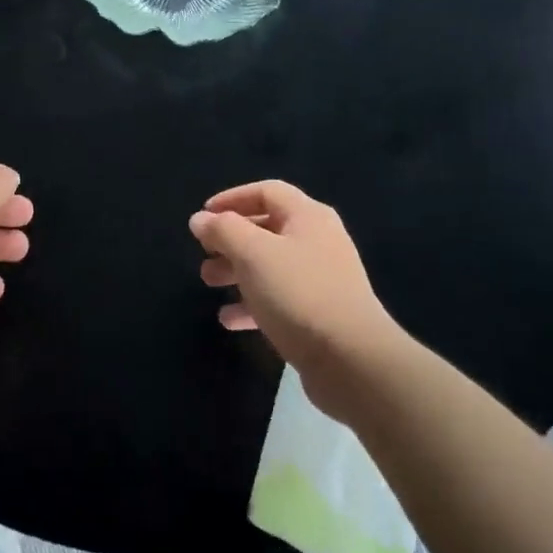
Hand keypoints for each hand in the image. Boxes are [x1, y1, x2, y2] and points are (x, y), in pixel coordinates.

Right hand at [190, 180, 407, 419]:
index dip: (232, 198)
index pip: (266, 191)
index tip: (202, 215)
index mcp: (308, 217)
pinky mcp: (319, 314)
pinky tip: (229, 319)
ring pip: (270, 265)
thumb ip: (223, 230)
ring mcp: (321, 279)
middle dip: (230, 239)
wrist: (352, 360)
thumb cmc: (298, 293)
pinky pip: (279, 299)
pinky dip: (252, 304)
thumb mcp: (253, 253)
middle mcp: (318, 241)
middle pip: (267, 228)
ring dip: (236, 271)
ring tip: (209, 283)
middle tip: (204, 254)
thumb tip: (200, 219)